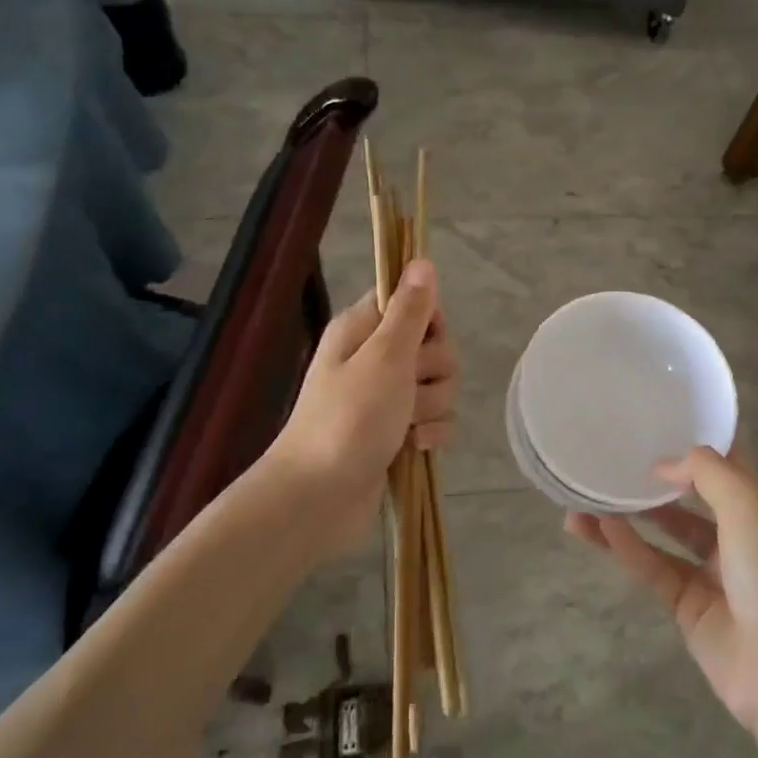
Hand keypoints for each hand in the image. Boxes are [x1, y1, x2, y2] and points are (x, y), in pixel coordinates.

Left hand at [265, 260, 458, 553]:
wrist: (319, 497)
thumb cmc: (349, 418)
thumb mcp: (385, 357)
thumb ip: (410, 311)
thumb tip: (422, 260)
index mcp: (363, 330)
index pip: (411, 301)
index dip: (428, 319)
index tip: (424, 340)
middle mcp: (374, 359)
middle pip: (433, 346)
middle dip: (434, 370)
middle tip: (408, 388)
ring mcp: (385, 399)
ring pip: (439, 386)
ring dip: (432, 407)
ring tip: (406, 426)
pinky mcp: (397, 433)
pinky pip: (434, 421)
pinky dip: (431, 434)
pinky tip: (415, 447)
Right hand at [566, 447, 757, 729]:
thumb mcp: (747, 509)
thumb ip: (707, 474)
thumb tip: (663, 465)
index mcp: (754, 512)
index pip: (725, 468)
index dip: (697, 447)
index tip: (661, 423)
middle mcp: (731, 539)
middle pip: (686, 502)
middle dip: (652, 484)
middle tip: (612, 462)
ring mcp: (707, 575)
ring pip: (661, 536)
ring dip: (626, 517)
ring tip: (584, 498)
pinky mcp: (685, 607)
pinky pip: (651, 568)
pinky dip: (626, 548)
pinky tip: (598, 528)